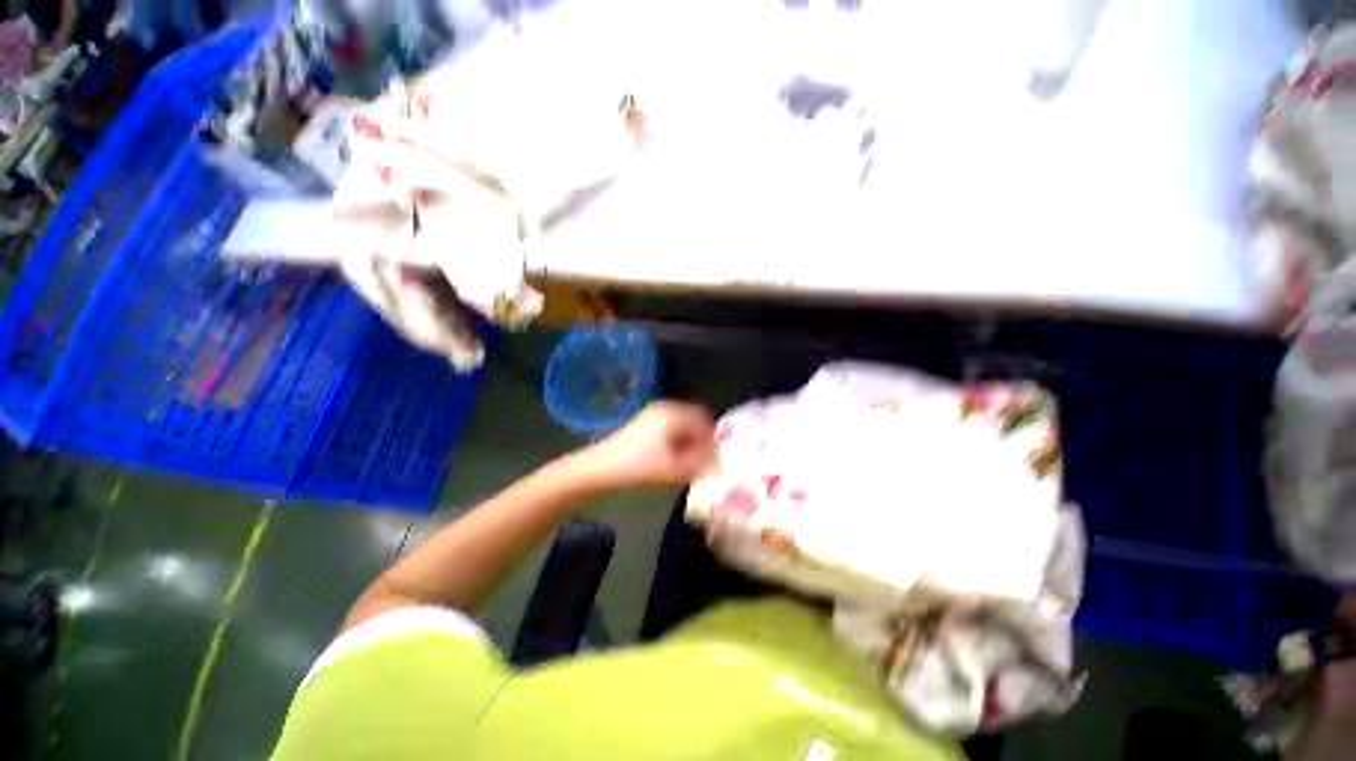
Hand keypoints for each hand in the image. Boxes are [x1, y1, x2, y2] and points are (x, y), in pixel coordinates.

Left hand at [577, 401, 716, 488]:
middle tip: (704, 460)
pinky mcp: (644, 422)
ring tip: (690, 461)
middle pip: (694, 419)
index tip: (715, 459)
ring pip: (682, 424)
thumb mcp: (675, 469)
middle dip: (702, 439)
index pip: (703, 420)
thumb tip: (717, 463)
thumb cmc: (639, 466)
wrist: (601, 468)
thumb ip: (700, 465)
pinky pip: (670, 427)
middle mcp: (665, 407)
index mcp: (673, 414)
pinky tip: (674, 457)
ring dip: (690, 440)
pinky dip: (677, 440)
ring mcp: (652, 413)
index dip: (712, 440)